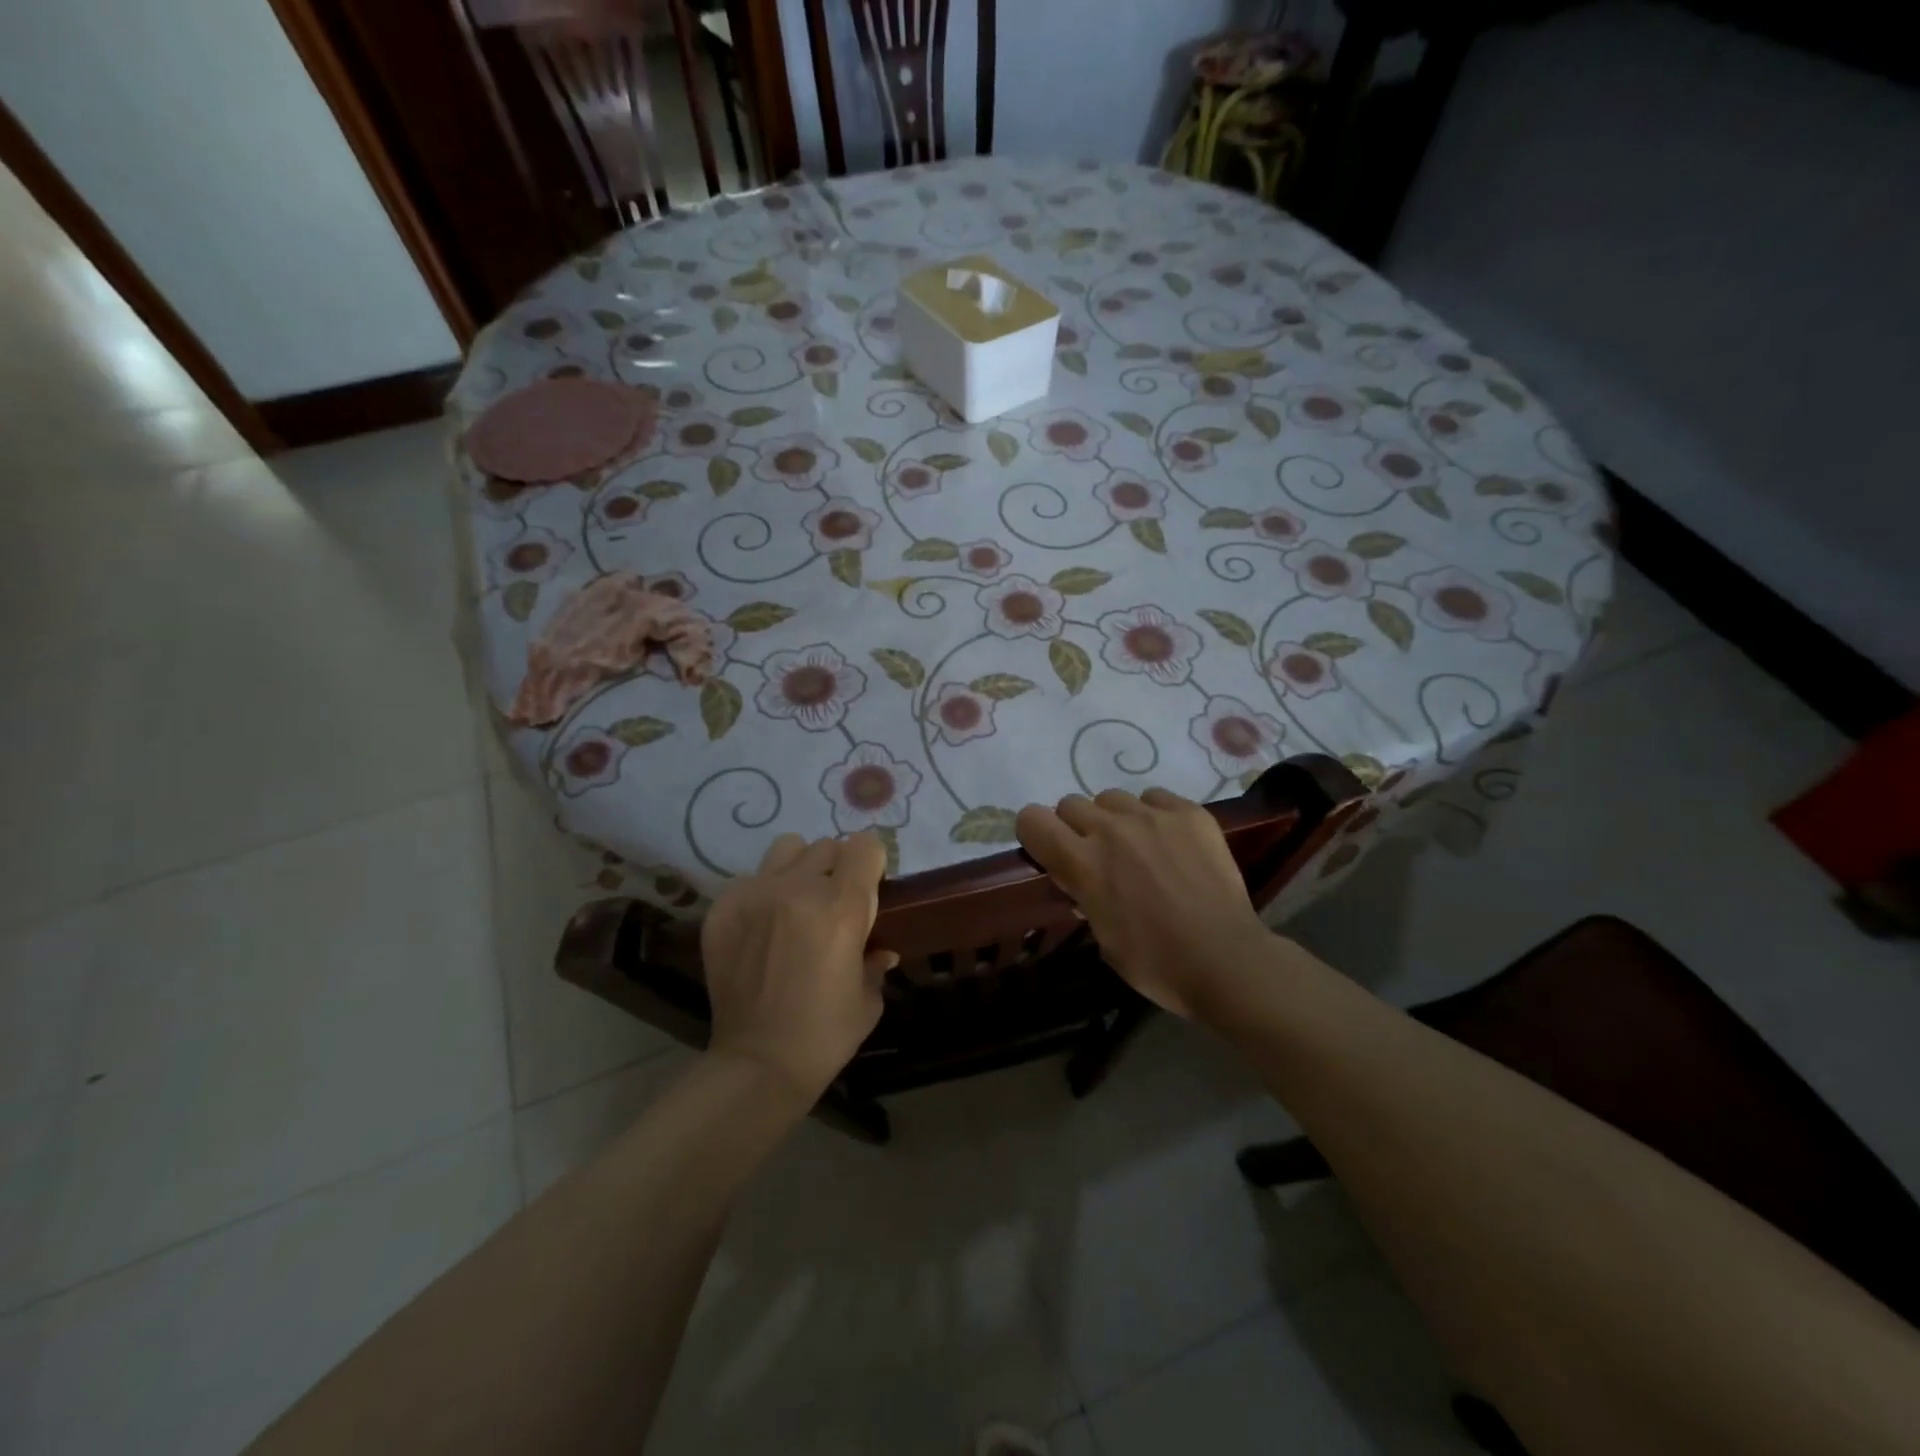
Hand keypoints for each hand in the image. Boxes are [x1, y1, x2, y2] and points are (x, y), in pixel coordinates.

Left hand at [702, 831, 897, 1106]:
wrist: (758, 1064)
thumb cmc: (825, 1035)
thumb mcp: (868, 998)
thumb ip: (875, 960)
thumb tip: (881, 949)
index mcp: (842, 907)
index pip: (864, 846)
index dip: (872, 863)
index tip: (870, 884)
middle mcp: (798, 889)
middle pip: (827, 846)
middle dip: (837, 868)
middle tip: (833, 902)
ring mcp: (755, 894)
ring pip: (787, 849)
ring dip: (799, 868)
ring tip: (796, 902)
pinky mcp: (723, 908)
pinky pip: (751, 878)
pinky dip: (763, 893)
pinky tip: (762, 928)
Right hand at [1016, 788, 1270, 1018]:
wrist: (1226, 960)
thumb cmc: (1156, 963)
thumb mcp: (1101, 936)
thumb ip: (1083, 895)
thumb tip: (1079, 878)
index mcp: (1082, 863)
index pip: (1032, 819)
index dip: (1035, 833)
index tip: (1048, 850)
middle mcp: (1111, 829)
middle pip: (1070, 803)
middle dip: (1075, 827)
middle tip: (1097, 855)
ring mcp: (1153, 816)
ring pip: (1111, 797)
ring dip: (1114, 819)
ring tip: (1137, 846)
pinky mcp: (1190, 813)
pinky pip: (1155, 797)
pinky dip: (1154, 814)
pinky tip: (1169, 841)